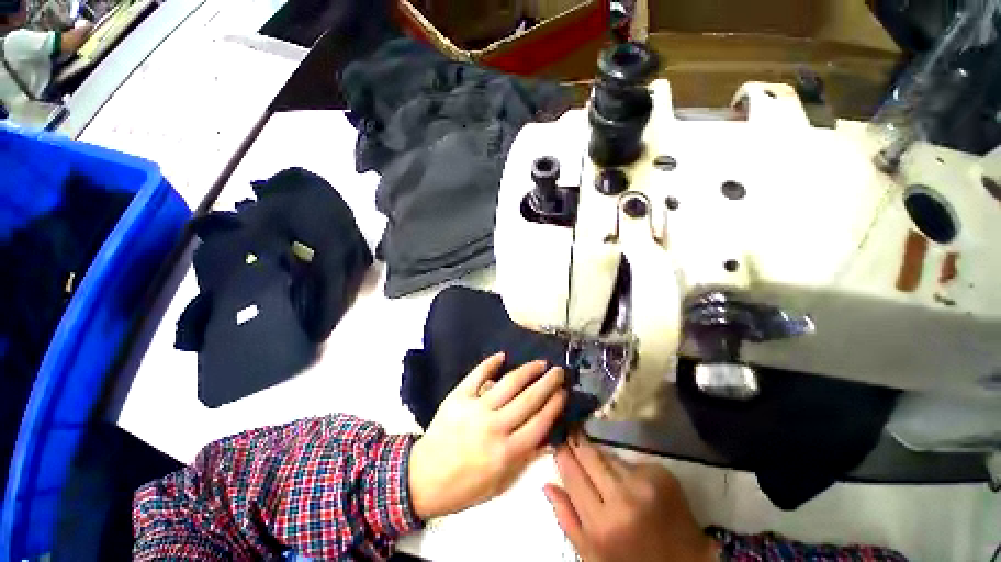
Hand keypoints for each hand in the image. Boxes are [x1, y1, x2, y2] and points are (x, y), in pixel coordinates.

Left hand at [408, 353, 566, 518]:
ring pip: (509, 383)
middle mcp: (495, 426)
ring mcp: (476, 408)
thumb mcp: (501, 483)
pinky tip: (502, 355)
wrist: (423, 478)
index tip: (563, 392)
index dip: (555, 405)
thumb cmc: (466, 485)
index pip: (540, 422)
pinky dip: (490, 363)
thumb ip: (526, 459)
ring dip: (528, 370)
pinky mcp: (459, 397)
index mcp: (507, 452)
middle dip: (548, 382)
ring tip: (540, 363)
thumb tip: (550, 439)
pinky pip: (477, 375)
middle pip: (529, 399)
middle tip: (559, 371)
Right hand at [544, 435, 718, 561]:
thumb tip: (546, 484)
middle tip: (570, 431)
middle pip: (589, 456)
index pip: (572, 474)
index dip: (562, 453)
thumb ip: (567, 520)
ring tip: (594, 455)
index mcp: (601, 525)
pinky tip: (624, 477)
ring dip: (599, 455)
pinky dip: (622, 465)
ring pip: (608, 455)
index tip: (556, 440)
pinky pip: (629, 461)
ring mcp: (645, 483)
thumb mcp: (592, 556)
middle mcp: (623, 498)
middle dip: (577, 442)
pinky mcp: (662, 474)